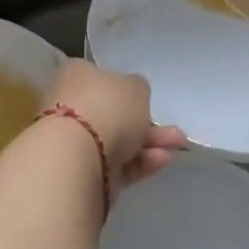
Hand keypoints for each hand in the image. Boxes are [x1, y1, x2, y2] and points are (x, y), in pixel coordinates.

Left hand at [48, 60, 186, 187]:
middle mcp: (70, 105)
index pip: (100, 77)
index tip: (146, 98)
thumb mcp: (135, 87)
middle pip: (112, 113)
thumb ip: (137, 89)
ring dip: (148, 143)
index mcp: (75, 75)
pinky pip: (115, 164)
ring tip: (177, 145)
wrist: (77, 158)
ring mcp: (74, 142)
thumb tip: (133, 93)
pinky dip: (139, 163)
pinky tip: (161, 161)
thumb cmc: (106, 107)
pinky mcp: (82, 173)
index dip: (124, 88)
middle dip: (145, 121)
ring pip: (117, 140)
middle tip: (173, 130)